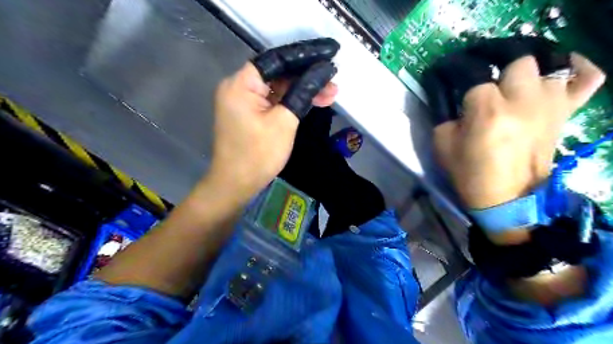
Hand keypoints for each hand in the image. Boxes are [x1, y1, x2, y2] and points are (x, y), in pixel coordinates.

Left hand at [205, 39, 339, 202]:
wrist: (236, 185)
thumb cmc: (258, 156)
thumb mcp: (285, 122)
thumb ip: (303, 92)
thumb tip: (324, 71)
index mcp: (241, 84)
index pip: (277, 58)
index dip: (306, 54)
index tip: (330, 51)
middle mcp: (240, 86)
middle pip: (279, 72)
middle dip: (308, 75)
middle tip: (334, 78)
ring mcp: (245, 100)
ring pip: (279, 87)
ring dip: (304, 90)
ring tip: (332, 93)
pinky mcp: (251, 112)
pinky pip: (275, 100)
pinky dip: (293, 101)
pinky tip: (315, 101)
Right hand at [436, 52, 602, 210]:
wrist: (506, 198)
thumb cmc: (469, 172)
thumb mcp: (442, 143)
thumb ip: (443, 112)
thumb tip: (446, 91)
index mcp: (487, 111)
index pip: (472, 72)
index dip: (456, 68)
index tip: (446, 71)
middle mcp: (523, 101)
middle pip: (516, 58)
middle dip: (495, 61)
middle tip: (481, 72)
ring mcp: (550, 105)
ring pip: (548, 62)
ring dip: (526, 66)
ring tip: (510, 75)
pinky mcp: (565, 113)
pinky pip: (587, 78)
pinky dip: (576, 68)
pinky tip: (557, 70)